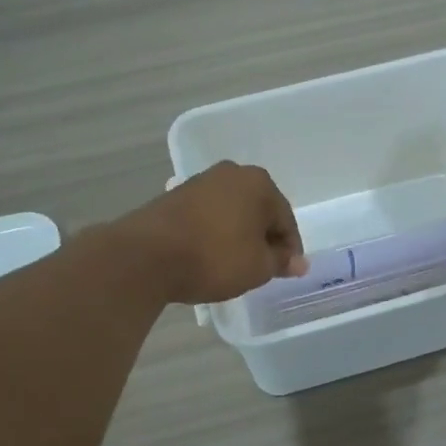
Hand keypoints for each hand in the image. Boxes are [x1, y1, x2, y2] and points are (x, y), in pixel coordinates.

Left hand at [111, 162, 306, 304]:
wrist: (147, 256)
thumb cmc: (215, 258)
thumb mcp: (258, 267)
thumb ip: (281, 261)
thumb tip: (298, 262)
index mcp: (259, 183)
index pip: (285, 220)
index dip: (289, 250)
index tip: (287, 272)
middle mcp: (231, 173)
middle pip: (258, 211)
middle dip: (263, 238)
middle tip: (263, 268)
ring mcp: (200, 182)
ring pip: (232, 212)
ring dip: (238, 235)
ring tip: (235, 265)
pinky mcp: (175, 196)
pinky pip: (208, 216)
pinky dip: (214, 233)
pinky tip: (209, 255)